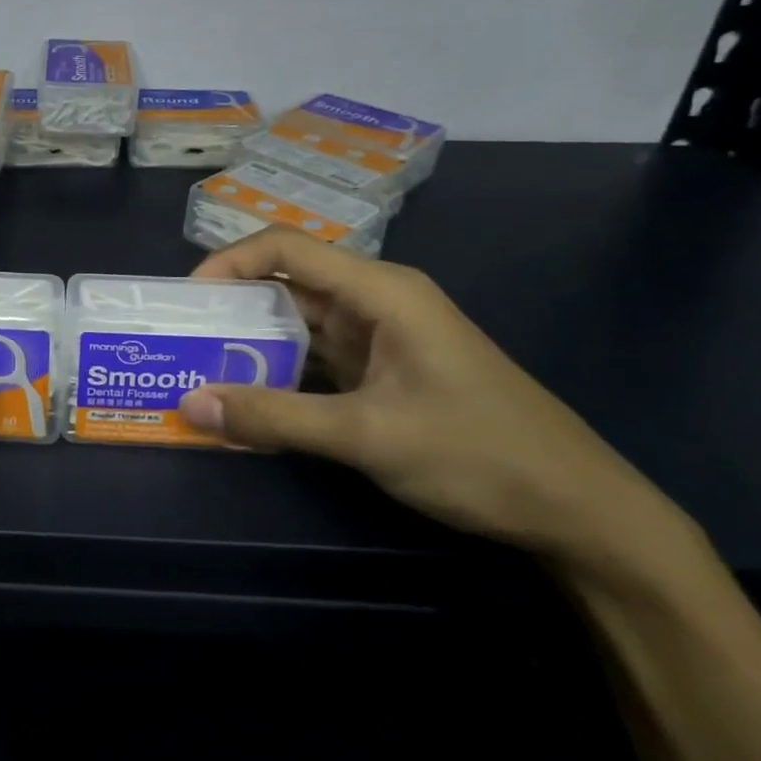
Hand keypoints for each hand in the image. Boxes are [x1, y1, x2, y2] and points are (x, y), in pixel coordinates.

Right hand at [178, 229, 685, 565]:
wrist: (580, 512)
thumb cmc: (479, 455)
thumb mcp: (367, 436)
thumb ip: (273, 418)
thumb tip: (188, 405)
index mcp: (381, 291)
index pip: (286, 249)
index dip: (229, 263)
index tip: (185, 301)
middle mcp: (377, 303)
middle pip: (287, 285)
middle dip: (231, 308)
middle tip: (179, 340)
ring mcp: (381, 340)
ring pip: (299, 326)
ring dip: (251, 346)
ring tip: (198, 369)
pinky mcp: (383, 374)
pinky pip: (316, 361)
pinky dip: (279, 375)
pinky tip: (246, 399)